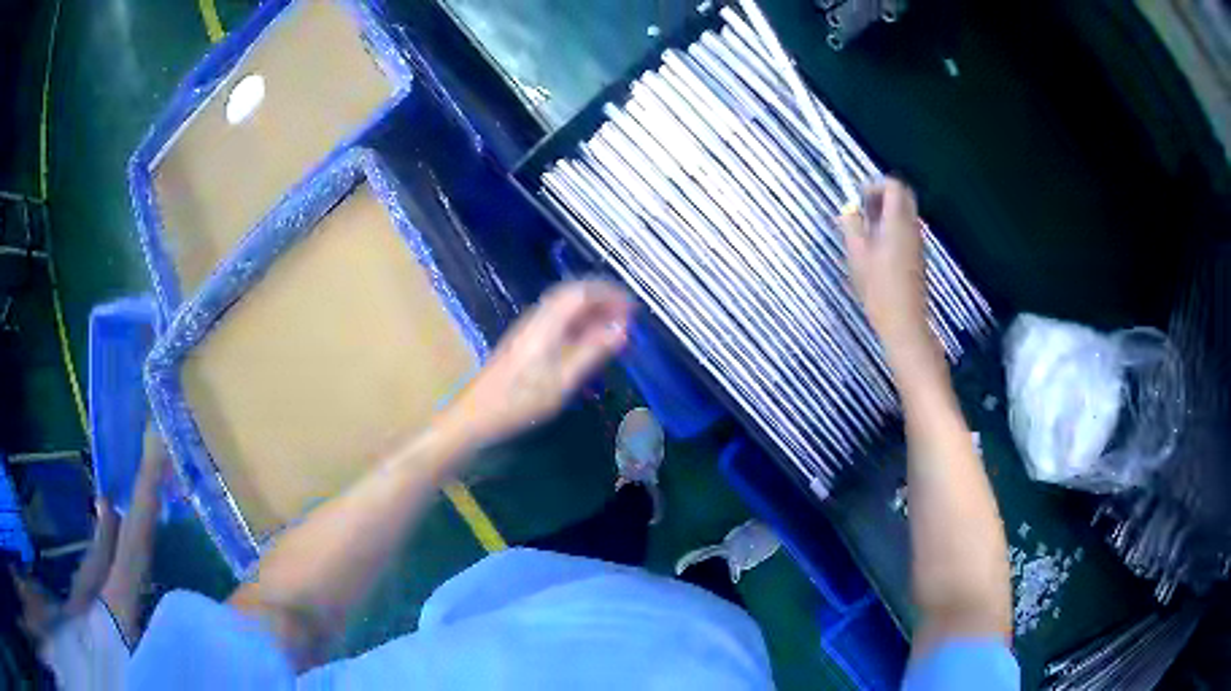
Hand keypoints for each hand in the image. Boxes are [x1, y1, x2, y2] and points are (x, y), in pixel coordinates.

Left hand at [441, 279, 632, 450]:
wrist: (477, 414)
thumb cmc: (521, 399)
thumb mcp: (563, 379)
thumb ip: (593, 351)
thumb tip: (623, 329)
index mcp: (547, 322)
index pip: (582, 292)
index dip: (610, 294)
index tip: (633, 308)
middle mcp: (538, 318)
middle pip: (573, 295)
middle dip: (603, 300)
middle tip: (627, 317)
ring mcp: (529, 329)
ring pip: (565, 308)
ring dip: (591, 312)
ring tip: (613, 329)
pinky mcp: (525, 342)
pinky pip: (558, 321)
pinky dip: (579, 325)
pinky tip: (588, 343)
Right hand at [839, 178, 931, 353]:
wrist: (904, 322)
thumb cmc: (879, 288)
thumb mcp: (857, 255)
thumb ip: (851, 226)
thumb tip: (847, 210)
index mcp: (897, 222)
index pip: (894, 186)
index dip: (875, 185)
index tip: (858, 198)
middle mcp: (911, 227)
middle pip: (903, 196)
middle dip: (882, 196)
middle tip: (863, 210)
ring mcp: (916, 242)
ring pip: (904, 213)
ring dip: (886, 213)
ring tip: (865, 232)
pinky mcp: (917, 257)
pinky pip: (905, 230)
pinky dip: (892, 228)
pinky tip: (876, 250)